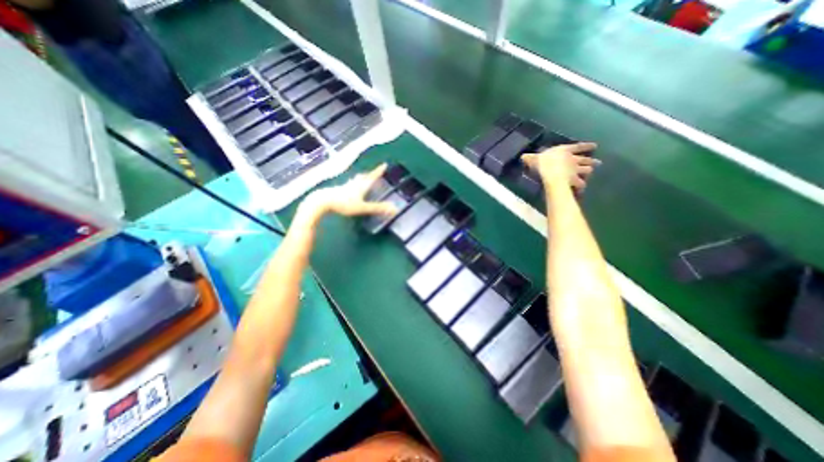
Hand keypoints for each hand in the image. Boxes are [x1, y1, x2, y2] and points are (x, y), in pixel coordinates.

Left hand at [300, 162, 399, 218]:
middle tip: (374, 173)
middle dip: (369, 174)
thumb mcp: (362, 207)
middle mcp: (353, 184)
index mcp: (361, 186)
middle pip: (363, 177)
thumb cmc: (343, 204)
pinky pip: (348, 186)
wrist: (322, 201)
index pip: (372, 177)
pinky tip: (348, 189)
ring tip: (362, 178)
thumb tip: (394, 208)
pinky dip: (352, 185)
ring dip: (360, 178)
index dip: (378, 171)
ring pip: (355, 180)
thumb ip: (377, 208)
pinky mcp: (337, 191)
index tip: (384, 164)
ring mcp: (344, 187)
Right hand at [523, 141, 602, 188]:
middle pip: (586, 159)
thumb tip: (523, 156)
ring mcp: (575, 170)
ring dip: (589, 172)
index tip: (594, 146)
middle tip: (598, 163)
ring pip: (587, 170)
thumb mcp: (533, 158)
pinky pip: (581, 183)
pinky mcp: (574, 180)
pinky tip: (582, 188)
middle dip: (592, 161)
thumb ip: (529, 158)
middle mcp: (573, 159)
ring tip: (590, 174)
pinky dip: (582, 186)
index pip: (578, 146)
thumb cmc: (542, 163)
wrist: (550, 172)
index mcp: (565, 150)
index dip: (586, 146)